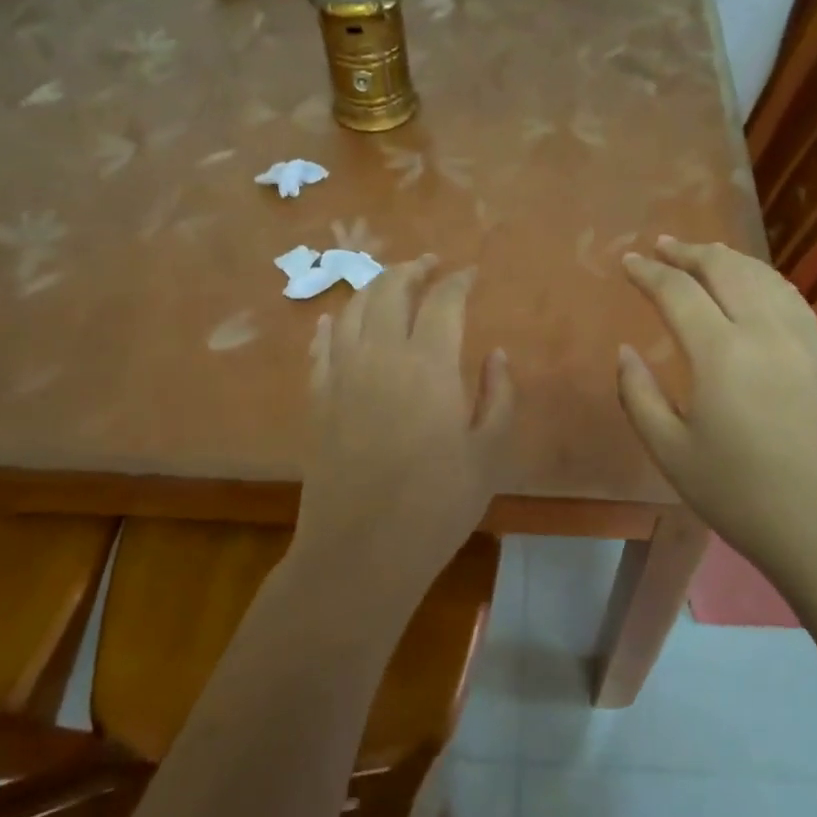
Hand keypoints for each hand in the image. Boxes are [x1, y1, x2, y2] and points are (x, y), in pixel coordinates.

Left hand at [298, 255, 514, 603]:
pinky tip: (334, 319)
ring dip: (373, 287)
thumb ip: (498, 396)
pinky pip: (321, 346)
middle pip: (390, 290)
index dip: (458, 280)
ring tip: (390, 283)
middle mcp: (380, 355)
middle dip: (412, 269)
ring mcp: (342, 374)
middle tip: (429, 265)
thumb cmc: (437, 505)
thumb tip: (495, 354)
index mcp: (429, 364)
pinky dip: (331, 324)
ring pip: (352, 309)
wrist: (361, 551)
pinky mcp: (318, 398)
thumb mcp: (489, 453)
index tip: (470, 273)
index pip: (443, 300)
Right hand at [617, 237, 816, 575]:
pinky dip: (762, 277)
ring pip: (763, 275)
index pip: (678, 291)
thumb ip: (638, 395)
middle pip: (725, 268)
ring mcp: (802, 338)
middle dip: (689, 251)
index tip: (628, 261)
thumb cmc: (740, 496)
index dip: (648, 272)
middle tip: (662, 246)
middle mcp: (765, 331)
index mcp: (721, 353)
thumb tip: (625, 351)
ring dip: (728, 258)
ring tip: (704, 253)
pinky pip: (789, 296)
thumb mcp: (671, 452)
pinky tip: (754, 285)